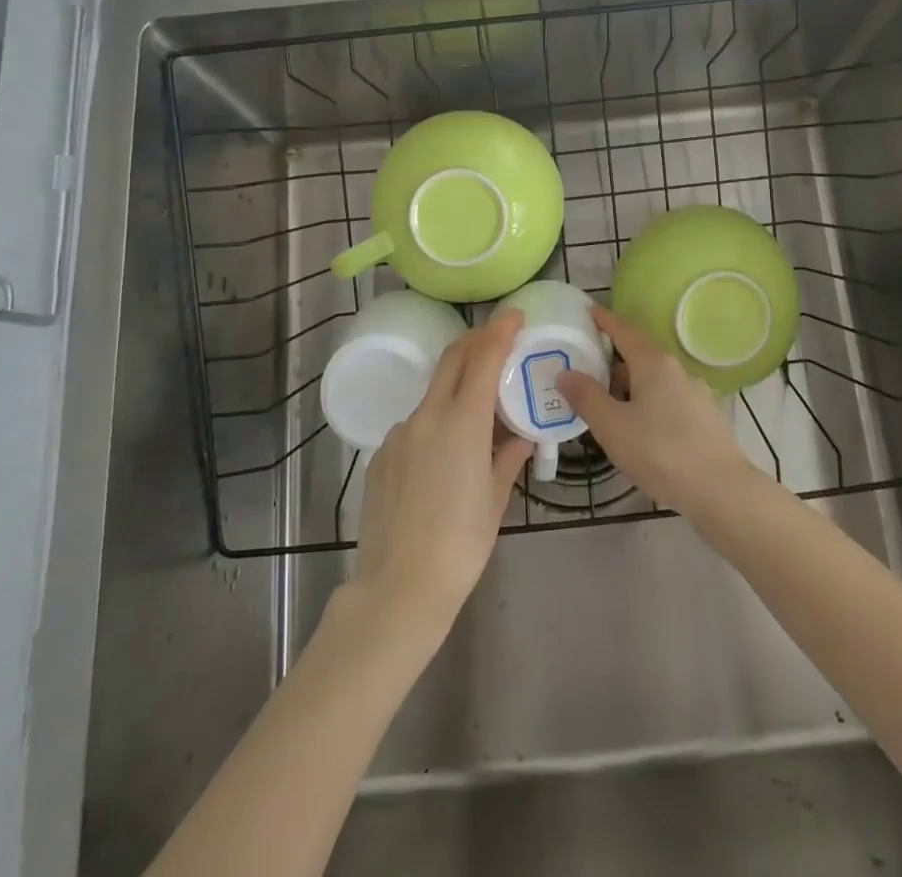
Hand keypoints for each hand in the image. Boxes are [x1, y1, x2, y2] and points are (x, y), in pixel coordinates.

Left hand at [345, 311, 531, 640]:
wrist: (398, 587)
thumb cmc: (461, 544)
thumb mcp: (496, 498)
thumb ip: (508, 456)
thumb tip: (520, 436)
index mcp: (461, 422)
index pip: (482, 359)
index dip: (499, 331)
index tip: (515, 314)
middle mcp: (426, 416)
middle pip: (452, 360)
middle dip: (476, 340)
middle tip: (499, 336)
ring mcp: (399, 434)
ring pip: (433, 394)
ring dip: (457, 387)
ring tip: (480, 413)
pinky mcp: (381, 455)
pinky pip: (415, 425)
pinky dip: (437, 422)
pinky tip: (446, 457)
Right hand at [556, 305, 755, 519]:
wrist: (723, 492)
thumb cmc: (662, 453)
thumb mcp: (613, 427)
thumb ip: (587, 397)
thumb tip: (565, 373)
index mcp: (655, 364)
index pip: (625, 331)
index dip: (605, 321)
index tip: (589, 310)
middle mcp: (678, 371)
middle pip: (640, 356)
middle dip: (613, 359)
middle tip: (586, 364)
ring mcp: (696, 395)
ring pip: (654, 381)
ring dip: (630, 385)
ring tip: (606, 401)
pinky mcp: (705, 420)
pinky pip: (668, 401)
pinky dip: (647, 404)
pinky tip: (638, 427)